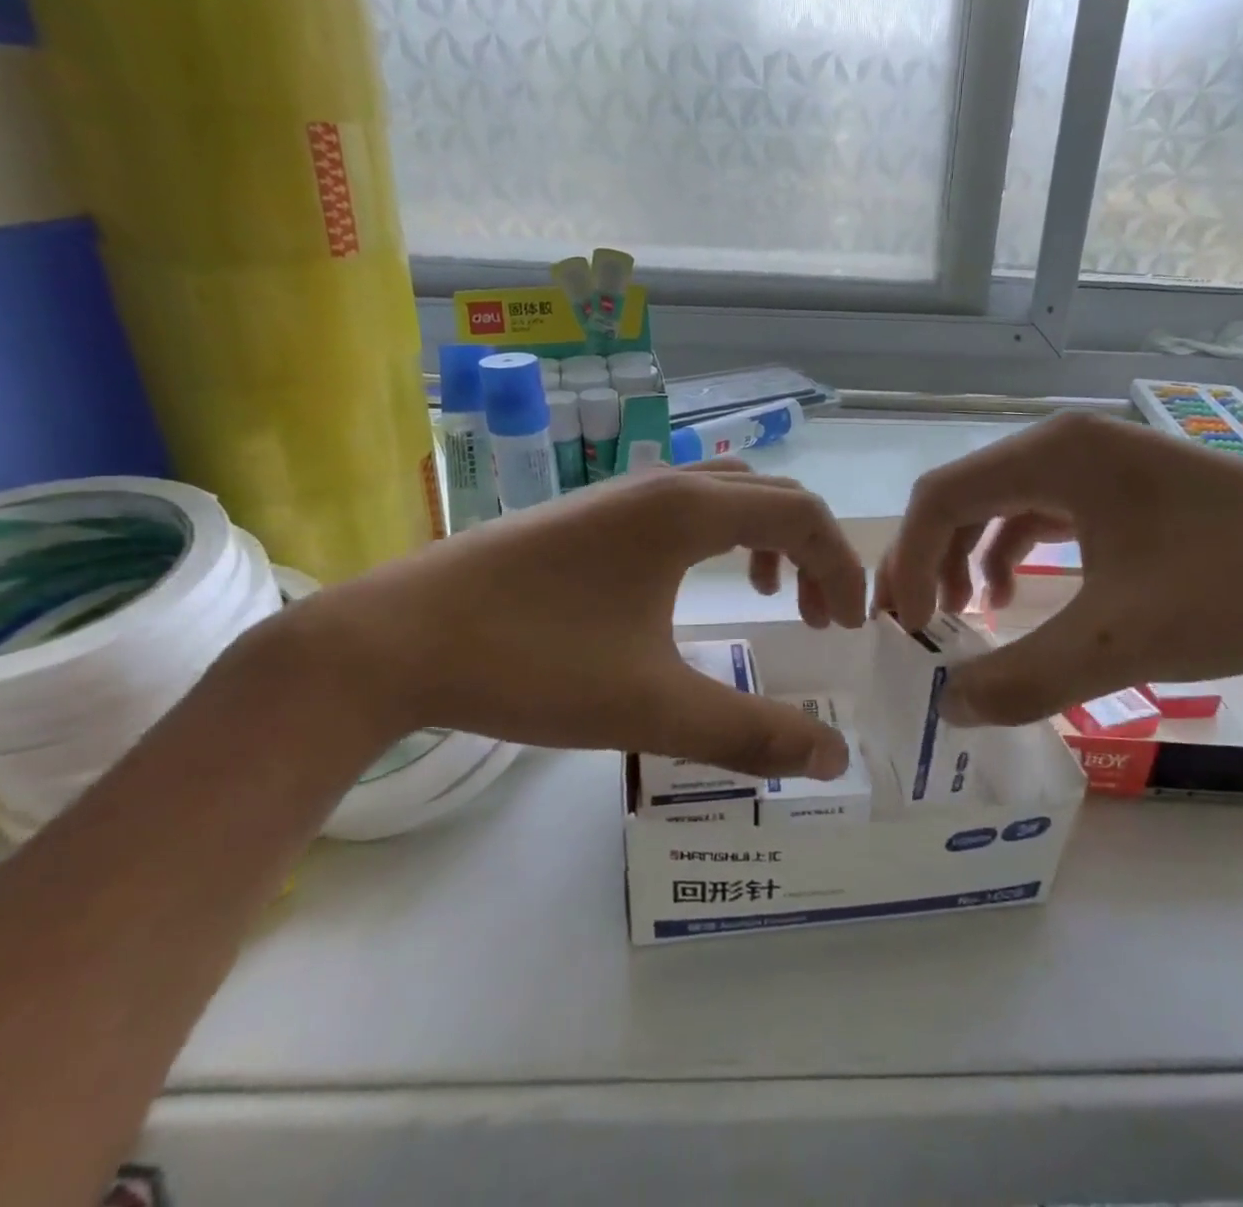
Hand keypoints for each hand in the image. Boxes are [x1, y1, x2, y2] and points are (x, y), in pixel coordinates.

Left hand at [247, 463, 863, 778]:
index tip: (849, 628)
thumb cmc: (532, 662)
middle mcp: (663, 483)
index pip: (803, 514)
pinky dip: (720, 536)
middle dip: (814, 551)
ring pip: (727, 493)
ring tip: (769, 594)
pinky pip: (684, 505)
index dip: (843, 566)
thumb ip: (750, 733)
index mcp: (689, 510)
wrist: (393, 639)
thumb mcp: (652, 707)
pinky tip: (693, 586)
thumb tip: (833, 760)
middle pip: (772, 494)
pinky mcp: (590, 512)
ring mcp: (622, 491)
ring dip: (766, 537)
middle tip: (821, 618)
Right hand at [876, 410, 1242, 725]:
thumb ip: (1024, 678)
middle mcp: (1067, 444)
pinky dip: (1012, 552)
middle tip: (919, 624)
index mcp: (1055, 455)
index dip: (908, 562)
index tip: (909, 629)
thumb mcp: (1120, 642)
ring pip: (1000, 502)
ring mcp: (1100, 461)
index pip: (940, 497)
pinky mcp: (1125, 488)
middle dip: (929, 558)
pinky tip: (1017, 595)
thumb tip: (950, 710)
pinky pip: (1041, 512)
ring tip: (962, 614)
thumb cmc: (1237, 587)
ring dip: (967, 555)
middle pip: (964, 494)